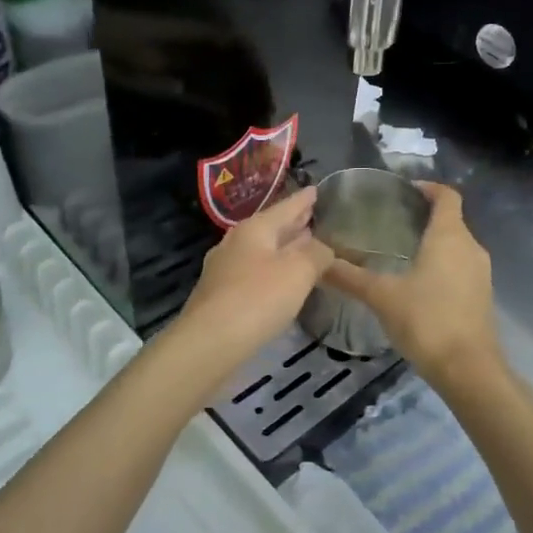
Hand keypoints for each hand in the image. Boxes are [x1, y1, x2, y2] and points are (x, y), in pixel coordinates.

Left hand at [175, 187, 332, 365]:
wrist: (209, 343)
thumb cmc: (257, 299)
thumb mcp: (298, 271)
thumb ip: (316, 254)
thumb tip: (323, 248)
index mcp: (254, 229)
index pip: (285, 207)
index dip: (304, 199)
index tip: (317, 189)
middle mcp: (235, 243)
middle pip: (270, 228)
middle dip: (293, 224)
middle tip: (313, 216)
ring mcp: (224, 270)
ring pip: (261, 251)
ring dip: (283, 248)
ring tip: (304, 247)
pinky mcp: (221, 296)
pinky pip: (253, 273)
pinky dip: (272, 270)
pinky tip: (282, 281)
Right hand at [320, 182, 501, 387]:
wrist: (469, 369)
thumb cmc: (427, 320)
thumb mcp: (382, 296)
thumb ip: (349, 277)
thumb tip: (317, 262)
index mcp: (449, 236)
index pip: (446, 196)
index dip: (427, 187)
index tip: (403, 190)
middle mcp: (471, 247)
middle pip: (451, 220)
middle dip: (424, 217)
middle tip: (390, 221)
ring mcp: (480, 273)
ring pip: (456, 245)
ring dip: (433, 243)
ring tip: (398, 251)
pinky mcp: (481, 296)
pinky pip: (460, 268)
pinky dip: (441, 265)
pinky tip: (416, 283)